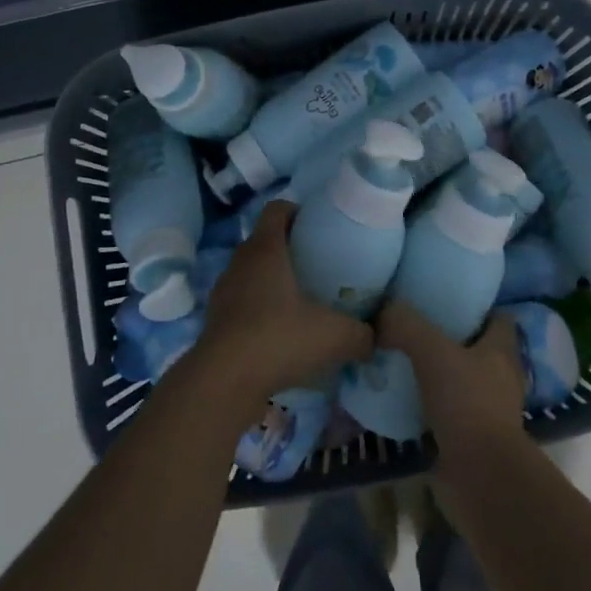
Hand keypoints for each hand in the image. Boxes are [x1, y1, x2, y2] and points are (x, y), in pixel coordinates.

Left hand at [196, 201, 373, 411]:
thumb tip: (375, 336)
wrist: (223, 382)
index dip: (298, 211)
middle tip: (318, 268)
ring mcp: (223, 291)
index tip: (319, 228)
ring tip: (300, 304)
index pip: (277, 208)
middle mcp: (240, 261)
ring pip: (252, 273)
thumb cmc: (279, 338)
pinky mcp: (215, 321)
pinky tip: (280, 335)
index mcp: (266, 248)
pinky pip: (242, 303)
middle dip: (290, 249)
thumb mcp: (335, 336)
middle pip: (265, 241)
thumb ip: (362, 333)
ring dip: (273, 282)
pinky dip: (259, 311)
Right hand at [377, 300, 525, 462]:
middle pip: (476, 347)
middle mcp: (500, 377)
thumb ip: (406, 325)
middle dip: (448, 337)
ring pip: (460, 380)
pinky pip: (447, 412)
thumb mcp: (432, 351)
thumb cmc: (467, 404)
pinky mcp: (471, 438)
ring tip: (399, 359)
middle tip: (411, 326)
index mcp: (502, 350)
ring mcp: (488, 410)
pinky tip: (400, 397)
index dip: (475, 305)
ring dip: (436, 373)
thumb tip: (384, 309)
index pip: (497, 316)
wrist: (480, 478)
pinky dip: (428, 405)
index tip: (443, 298)